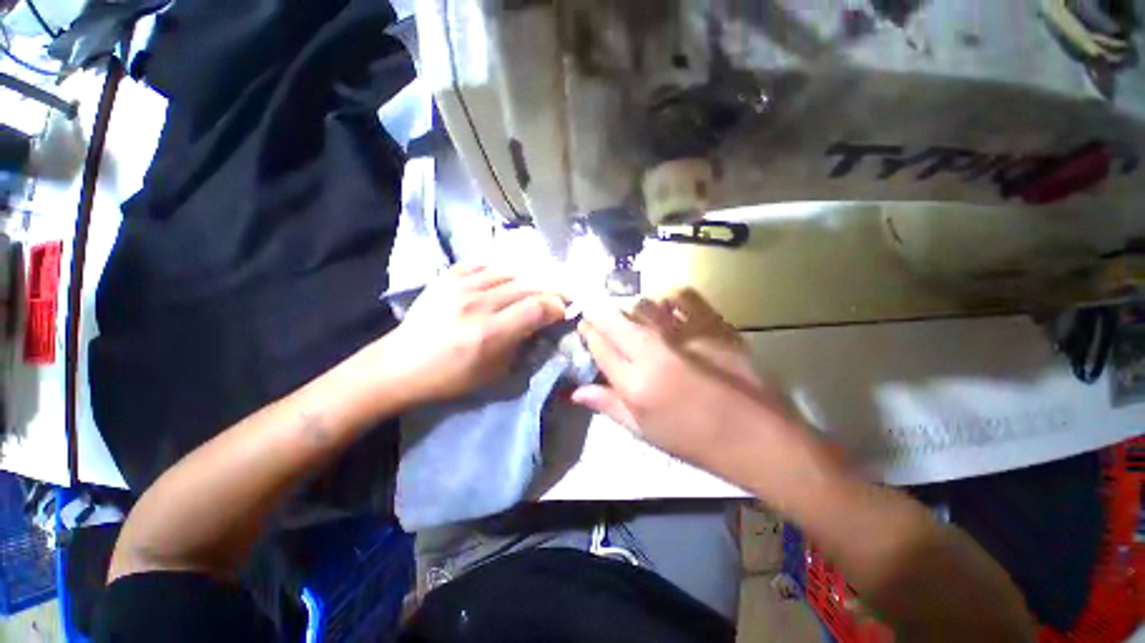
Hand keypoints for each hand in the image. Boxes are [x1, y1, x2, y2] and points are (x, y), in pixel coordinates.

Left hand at [383, 265, 565, 403]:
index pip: (538, 307)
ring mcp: (461, 286)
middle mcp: (479, 303)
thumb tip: (541, 326)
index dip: (557, 307)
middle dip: (550, 292)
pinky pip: (484, 265)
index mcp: (491, 332)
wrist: (401, 364)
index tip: (563, 312)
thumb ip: (523, 346)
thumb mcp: (494, 373)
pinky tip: (503, 281)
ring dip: (527, 282)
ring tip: (532, 291)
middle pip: (529, 286)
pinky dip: (500, 272)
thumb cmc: (450, 377)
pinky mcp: (447, 277)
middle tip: (557, 299)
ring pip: (510, 273)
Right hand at [572, 289, 802, 471]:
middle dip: (602, 316)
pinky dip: (670, 297)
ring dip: (632, 310)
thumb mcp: (644, 430)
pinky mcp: (711, 325)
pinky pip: (682, 297)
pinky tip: (668, 306)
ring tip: (636, 319)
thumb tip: (575, 391)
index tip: (584, 326)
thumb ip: (608, 405)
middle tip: (602, 319)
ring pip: (643, 306)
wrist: (755, 436)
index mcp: (635, 384)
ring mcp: (683, 335)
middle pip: (616, 322)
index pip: (600, 347)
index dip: (588, 333)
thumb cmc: (694, 441)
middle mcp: (653, 354)